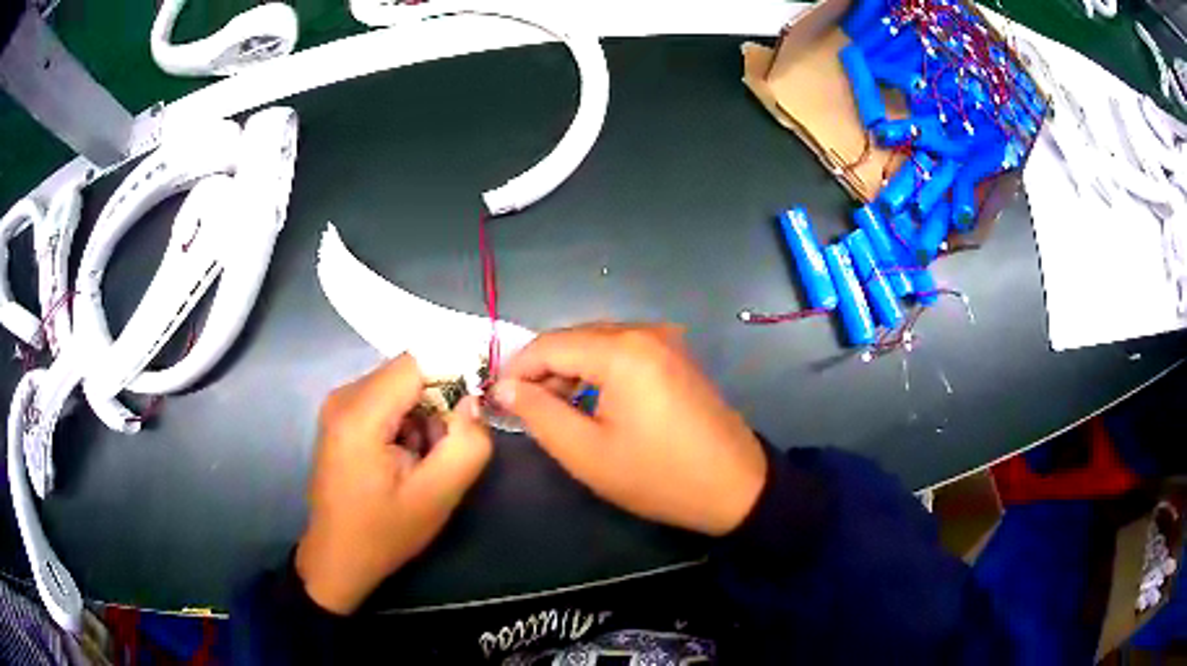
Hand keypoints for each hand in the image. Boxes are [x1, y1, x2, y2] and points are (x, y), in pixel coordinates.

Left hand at [296, 354, 491, 614]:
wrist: (339, 556)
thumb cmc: (384, 532)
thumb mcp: (437, 496)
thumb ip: (467, 445)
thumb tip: (473, 401)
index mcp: (359, 414)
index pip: (418, 362)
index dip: (453, 379)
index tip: (468, 417)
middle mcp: (343, 396)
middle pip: (408, 373)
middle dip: (437, 403)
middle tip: (442, 449)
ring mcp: (338, 404)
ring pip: (400, 385)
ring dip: (423, 414)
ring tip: (423, 459)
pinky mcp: (341, 415)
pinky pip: (386, 398)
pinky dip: (405, 420)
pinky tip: (405, 457)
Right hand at [491, 324, 766, 535]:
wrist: (735, 486)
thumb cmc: (658, 476)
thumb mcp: (587, 453)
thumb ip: (539, 413)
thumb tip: (504, 387)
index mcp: (621, 350)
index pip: (548, 345)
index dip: (515, 368)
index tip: (496, 398)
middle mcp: (644, 331)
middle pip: (573, 338)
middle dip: (542, 369)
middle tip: (522, 407)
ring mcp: (665, 341)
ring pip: (597, 343)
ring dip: (569, 370)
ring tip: (553, 409)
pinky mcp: (676, 356)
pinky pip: (623, 352)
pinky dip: (598, 371)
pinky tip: (590, 401)